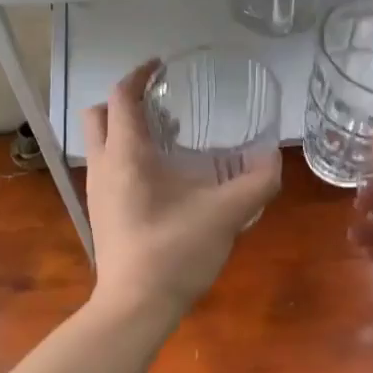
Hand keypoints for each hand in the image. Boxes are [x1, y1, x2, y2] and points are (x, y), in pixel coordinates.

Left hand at [82, 61, 280, 318]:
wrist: (134, 307)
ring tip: (171, 139)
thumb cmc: (175, 252)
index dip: (141, 74)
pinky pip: (109, 168)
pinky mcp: (102, 213)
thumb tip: (275, 160)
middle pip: (100, 115)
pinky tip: (165, 180)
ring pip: (102, 144)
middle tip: (164, 105)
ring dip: (128, 130)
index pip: (123, 97)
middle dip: (127, 101)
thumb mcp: (226, 214)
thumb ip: (256, 184)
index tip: (163, 65)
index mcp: (127, 156)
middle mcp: (104, 166)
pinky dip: (129, 157)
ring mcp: (98, 191)